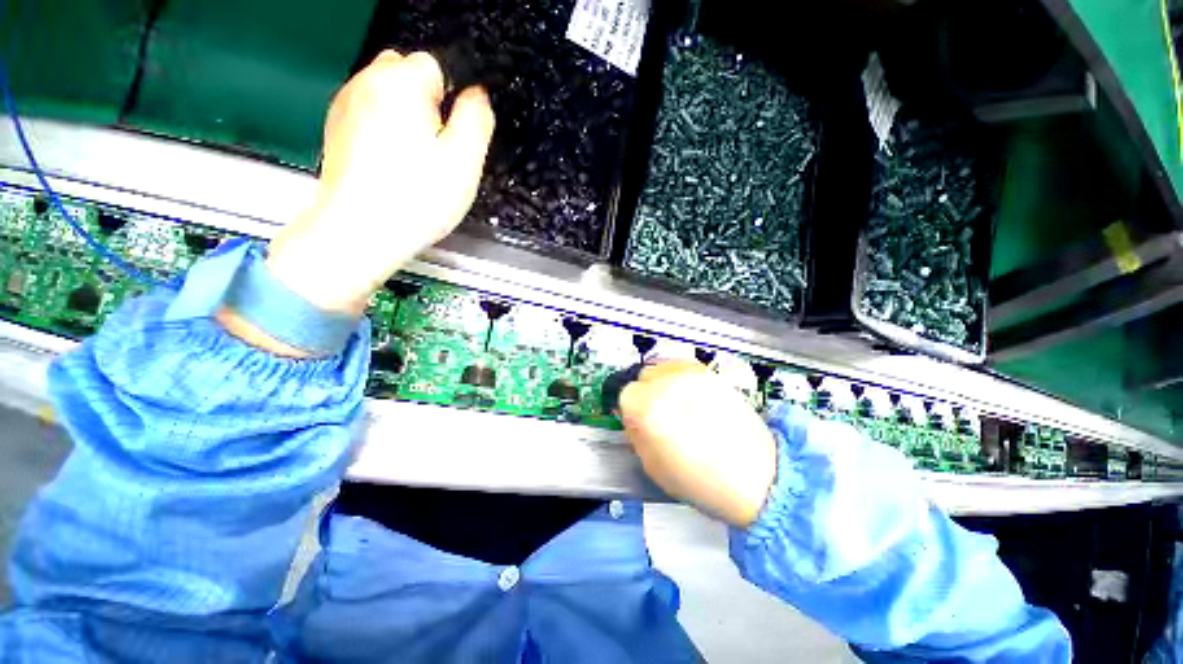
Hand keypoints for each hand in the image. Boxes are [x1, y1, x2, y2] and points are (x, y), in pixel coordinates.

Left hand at [267, 50, 495, 316]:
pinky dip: (385, 132)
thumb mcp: (465, 161)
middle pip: (408, 74)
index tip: (452, 137)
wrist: (360, 232)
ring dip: (406, 119)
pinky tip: (392, 166)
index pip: (438, 65)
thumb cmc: (416, 199)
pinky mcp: (337, 129)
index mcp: (401, 83)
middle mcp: (367, 82)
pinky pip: (371, 116)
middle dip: (427, 104)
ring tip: (414, 162)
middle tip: (435, 150)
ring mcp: (346, 105)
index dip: (453, 101)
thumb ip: (477, 118)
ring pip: (389, 96)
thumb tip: (478, 95)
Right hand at [619, 360, 777, 526]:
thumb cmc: (704, 481)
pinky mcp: (711, 374)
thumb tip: (630, 417)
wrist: (757, 477)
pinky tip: (692, 400)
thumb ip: (635, 434)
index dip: (630, 410)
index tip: (638, 419)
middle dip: (646, 394)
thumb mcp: (652, 465)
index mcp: (648, 409)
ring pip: (663, 368)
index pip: (625, 394)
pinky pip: (684, 368)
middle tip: (659, 414)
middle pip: (643, 376)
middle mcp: (667, 385)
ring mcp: (691, 376)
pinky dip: (682, 380)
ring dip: (663, 384)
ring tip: (678, 407)